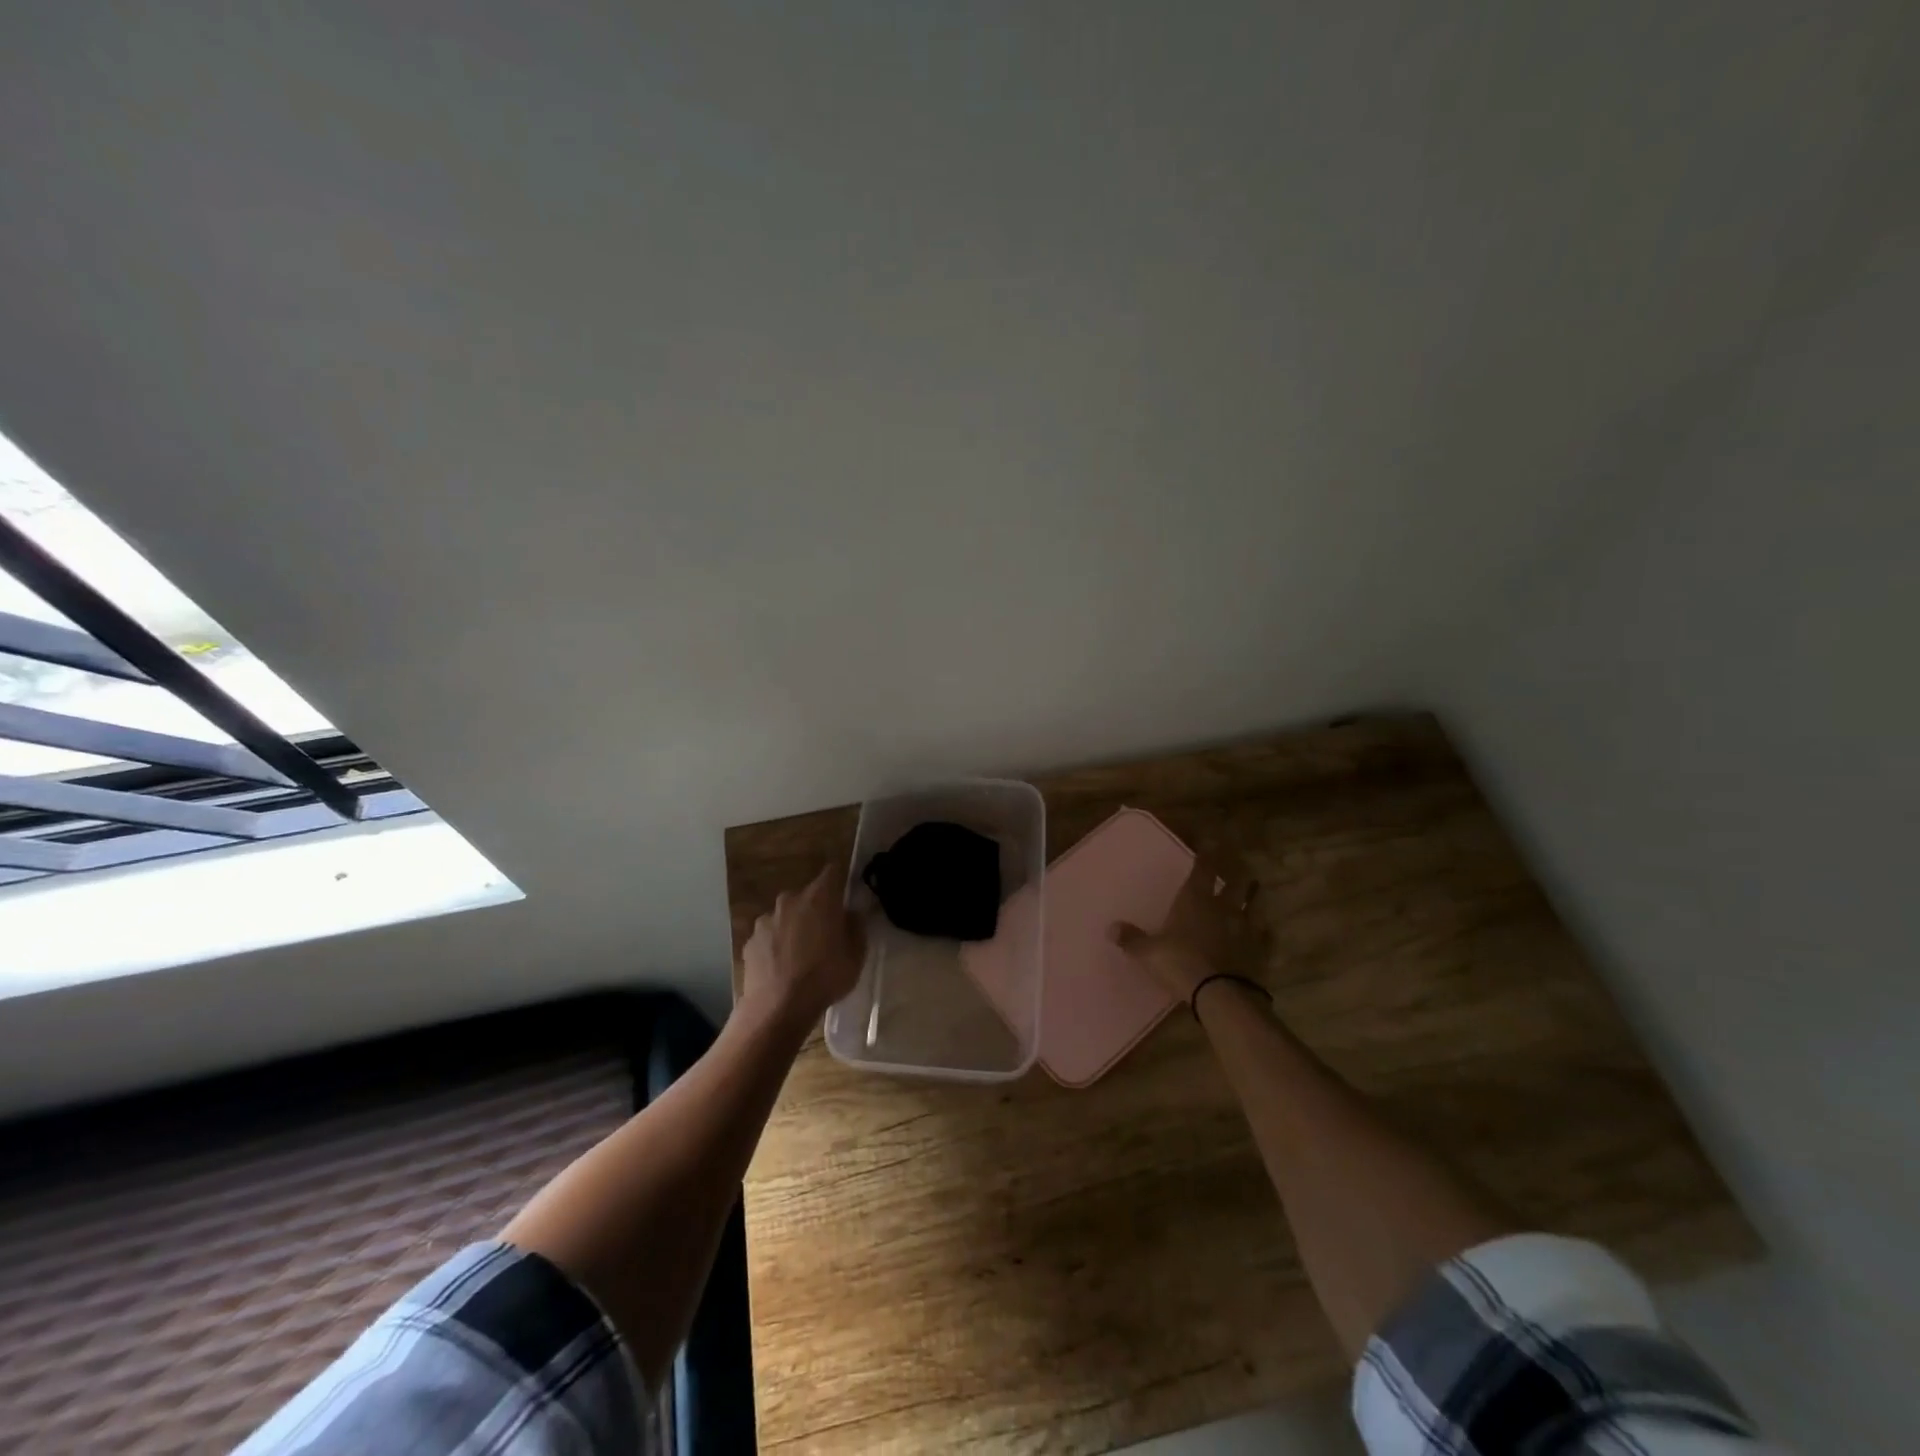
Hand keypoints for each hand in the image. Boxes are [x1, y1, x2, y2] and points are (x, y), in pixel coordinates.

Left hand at [741, 864, 865, 1028]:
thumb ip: (856, 926)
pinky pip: (770, 936)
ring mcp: (765, 920)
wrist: (778, 1009)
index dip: (840, 879)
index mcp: (819, 897)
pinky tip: (782, 967)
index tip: (846, 894)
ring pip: (786, 916)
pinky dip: (776, 945)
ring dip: (794, 927)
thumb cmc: (824, 977)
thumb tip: (851, 913)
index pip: (832, 871)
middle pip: (807, 896)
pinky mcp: (750, 941)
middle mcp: (789, 900)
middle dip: (816, 909)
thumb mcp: (856, 954)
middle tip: (825, 934)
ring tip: (801, 955)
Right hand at [1110, 860, 1262, 1003]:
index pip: (1203, 868)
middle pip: (1235, 882)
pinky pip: (1267, 936)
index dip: (1207, 853)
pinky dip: (1265, 933)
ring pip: (1255, 904)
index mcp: (1195, 900)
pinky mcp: (1261, 951)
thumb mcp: (1148, 952)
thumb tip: (1111, 928)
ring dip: (1254, 896)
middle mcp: (1223, 907)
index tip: (1211, 840)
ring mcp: (1246, 928)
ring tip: (1255, 890)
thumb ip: (1132, 939)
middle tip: (1239, 865)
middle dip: (1236, 872)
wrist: (1220, 993)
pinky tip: (1266, 931)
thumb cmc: (1179, 963)